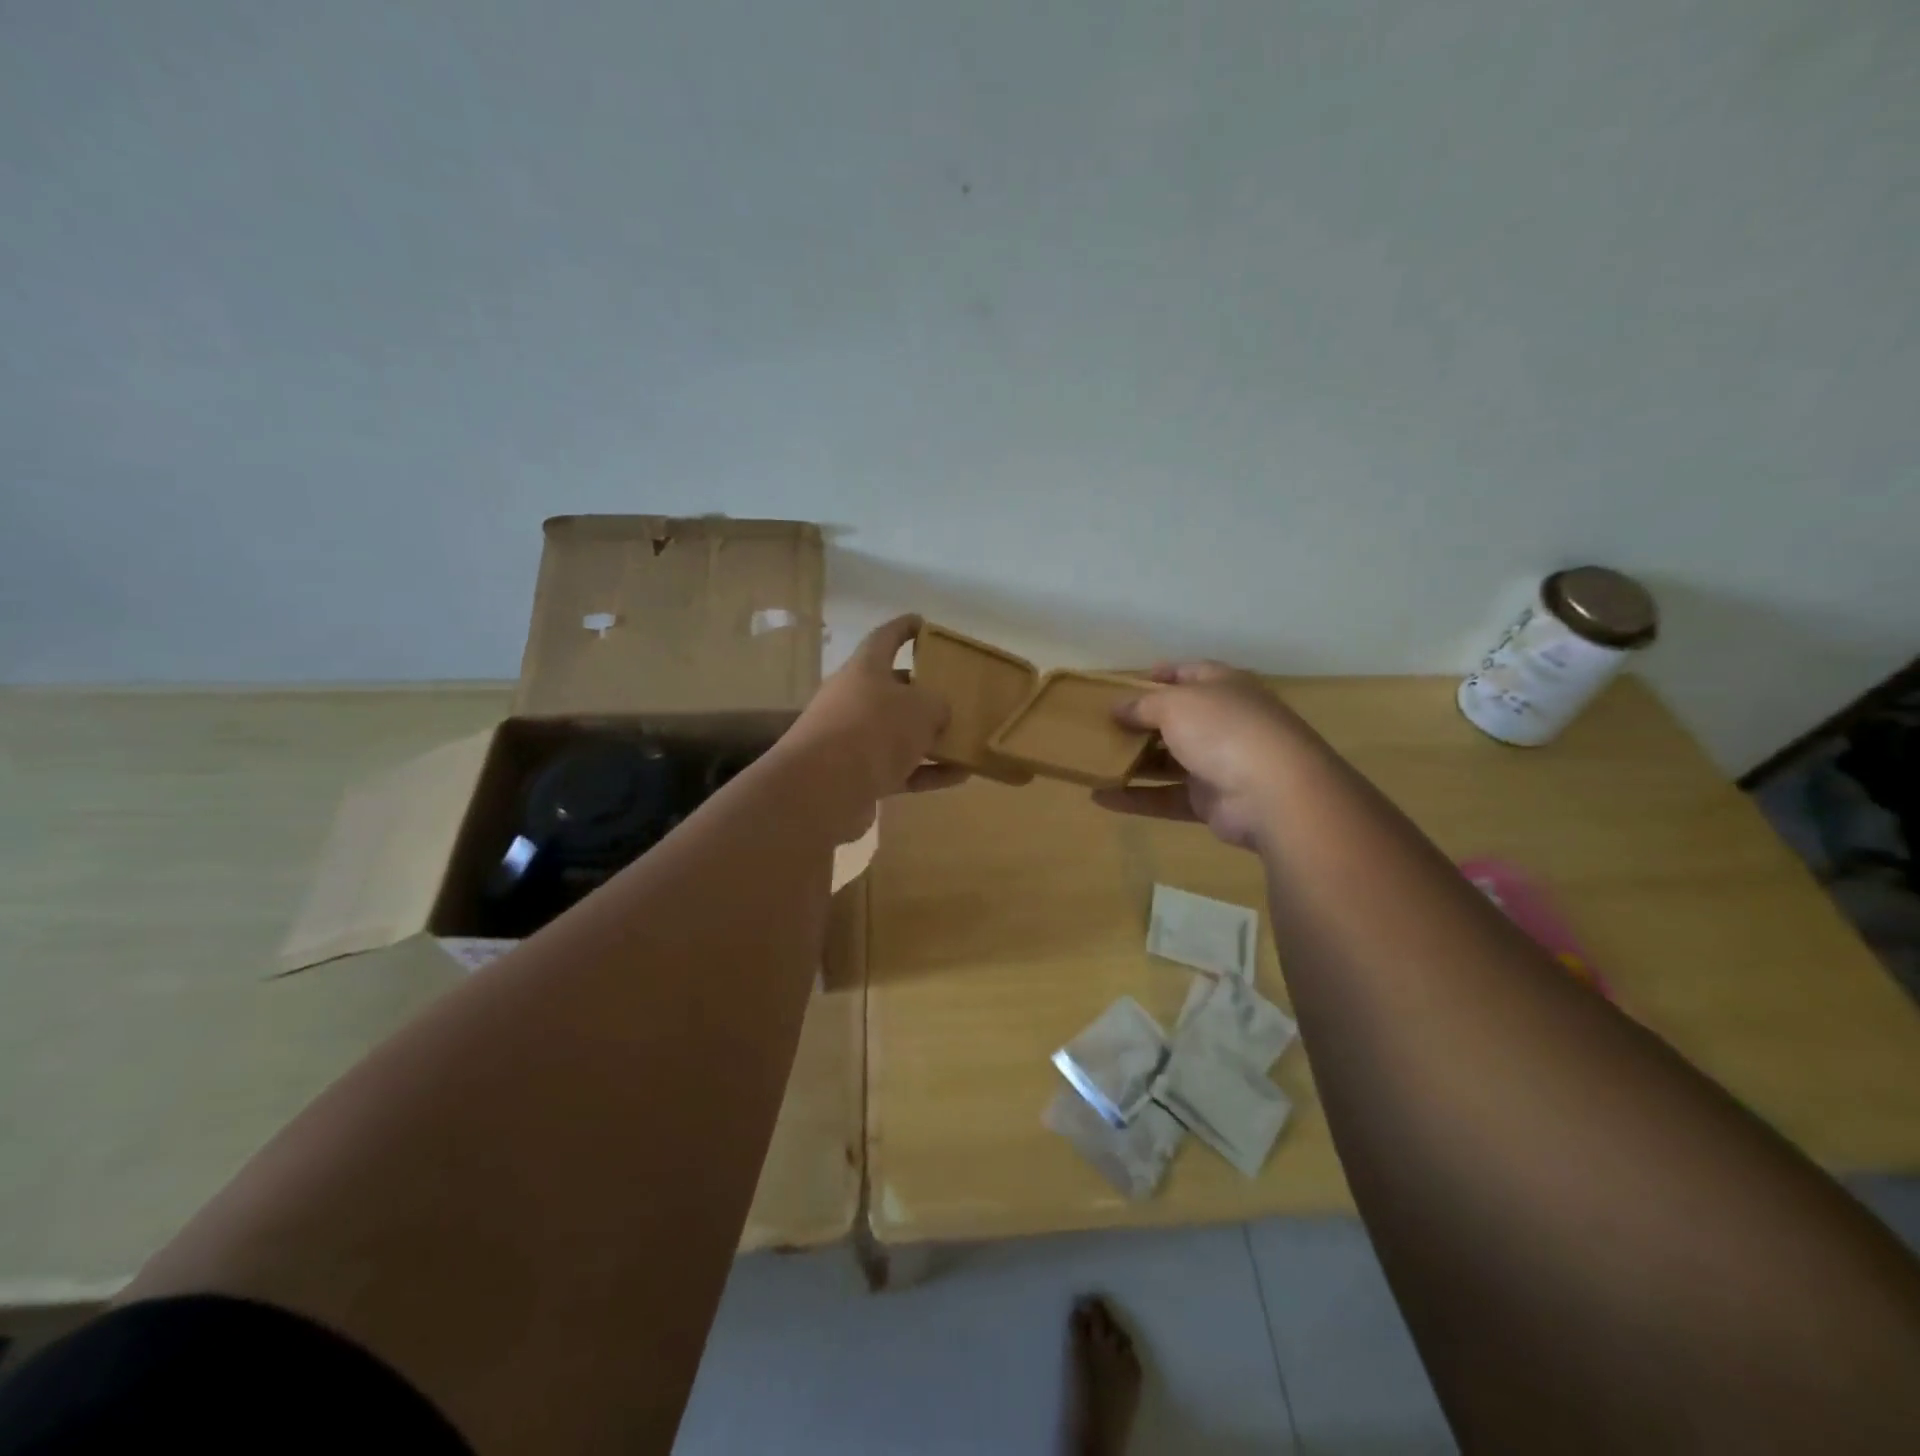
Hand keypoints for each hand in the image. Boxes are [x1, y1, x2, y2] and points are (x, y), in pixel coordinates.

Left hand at [788, 616, 965, 814]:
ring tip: (965, 740)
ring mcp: (852, 740)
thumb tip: (937, 714)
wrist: (824, 788)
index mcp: (864, 668)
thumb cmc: (875, 729)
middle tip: (955, 693)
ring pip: (897, 733)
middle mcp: (853, 699)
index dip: (904, 628)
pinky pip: (899, 769)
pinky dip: (927, 771)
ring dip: (929, 738)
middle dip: (922, 692)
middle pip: (892, 689)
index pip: (885, 638)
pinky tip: (959, 776)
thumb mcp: (921, 708)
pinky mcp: (856, 776)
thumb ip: (937, 705)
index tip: (923, 623)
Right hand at [1092, 662, 1307, 849]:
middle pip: (1178, 719)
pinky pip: (1166, 797)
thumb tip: (1117, 709)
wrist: (1274, 793)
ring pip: (1170, 761)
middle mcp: (1224, 722)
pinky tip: (1101, 798)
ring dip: (1134, 762)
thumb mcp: (1175, 704)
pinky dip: (1136, 798)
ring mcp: (1220, 764)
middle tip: (1103, 725)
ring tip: (1095, 761)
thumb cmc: (1223, 729)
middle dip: (1142, 722)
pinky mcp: (1211, 801)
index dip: (1164, 674)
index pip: (1192, 673)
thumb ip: (1142, 705)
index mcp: (1224, 688)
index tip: (1133, 680)